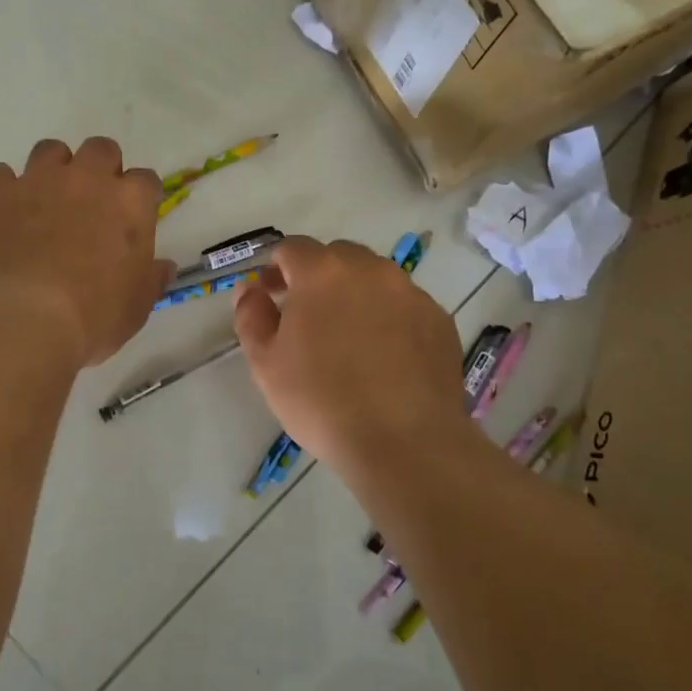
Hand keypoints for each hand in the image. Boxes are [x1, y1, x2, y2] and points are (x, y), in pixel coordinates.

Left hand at [0, 137, 171, 368]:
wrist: (22, 322)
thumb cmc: (93, 318)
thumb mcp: (136, 307)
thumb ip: (151, 278)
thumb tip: (162, 266)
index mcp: (130, 203)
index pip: (145, 180)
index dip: (139, 198)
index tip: (132, 219)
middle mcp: (87, 179)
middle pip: (101, 150)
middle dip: (100, 169)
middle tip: (91, 204)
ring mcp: (38, 181)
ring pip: (50, 150)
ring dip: (53, 169)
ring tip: (46, 202)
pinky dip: (3, 189)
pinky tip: (3, 213)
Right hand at [233, 236, 467, 470]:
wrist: (405, 442)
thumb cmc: (322, 401)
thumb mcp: (265, 364)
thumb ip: (251, 317)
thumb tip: (251, 291)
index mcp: (322, 273)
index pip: (293, 248)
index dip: (276, 268)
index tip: (270, 295)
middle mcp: (371, 270)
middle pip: (337, 257)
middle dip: (318, 276)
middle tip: (307, 315)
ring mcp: (411, 293)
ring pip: (375, 279)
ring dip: (356, 295)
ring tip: (349, 338)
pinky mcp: (440, 321)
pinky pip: (405, 306)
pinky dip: (390, 318)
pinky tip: (385, 357)